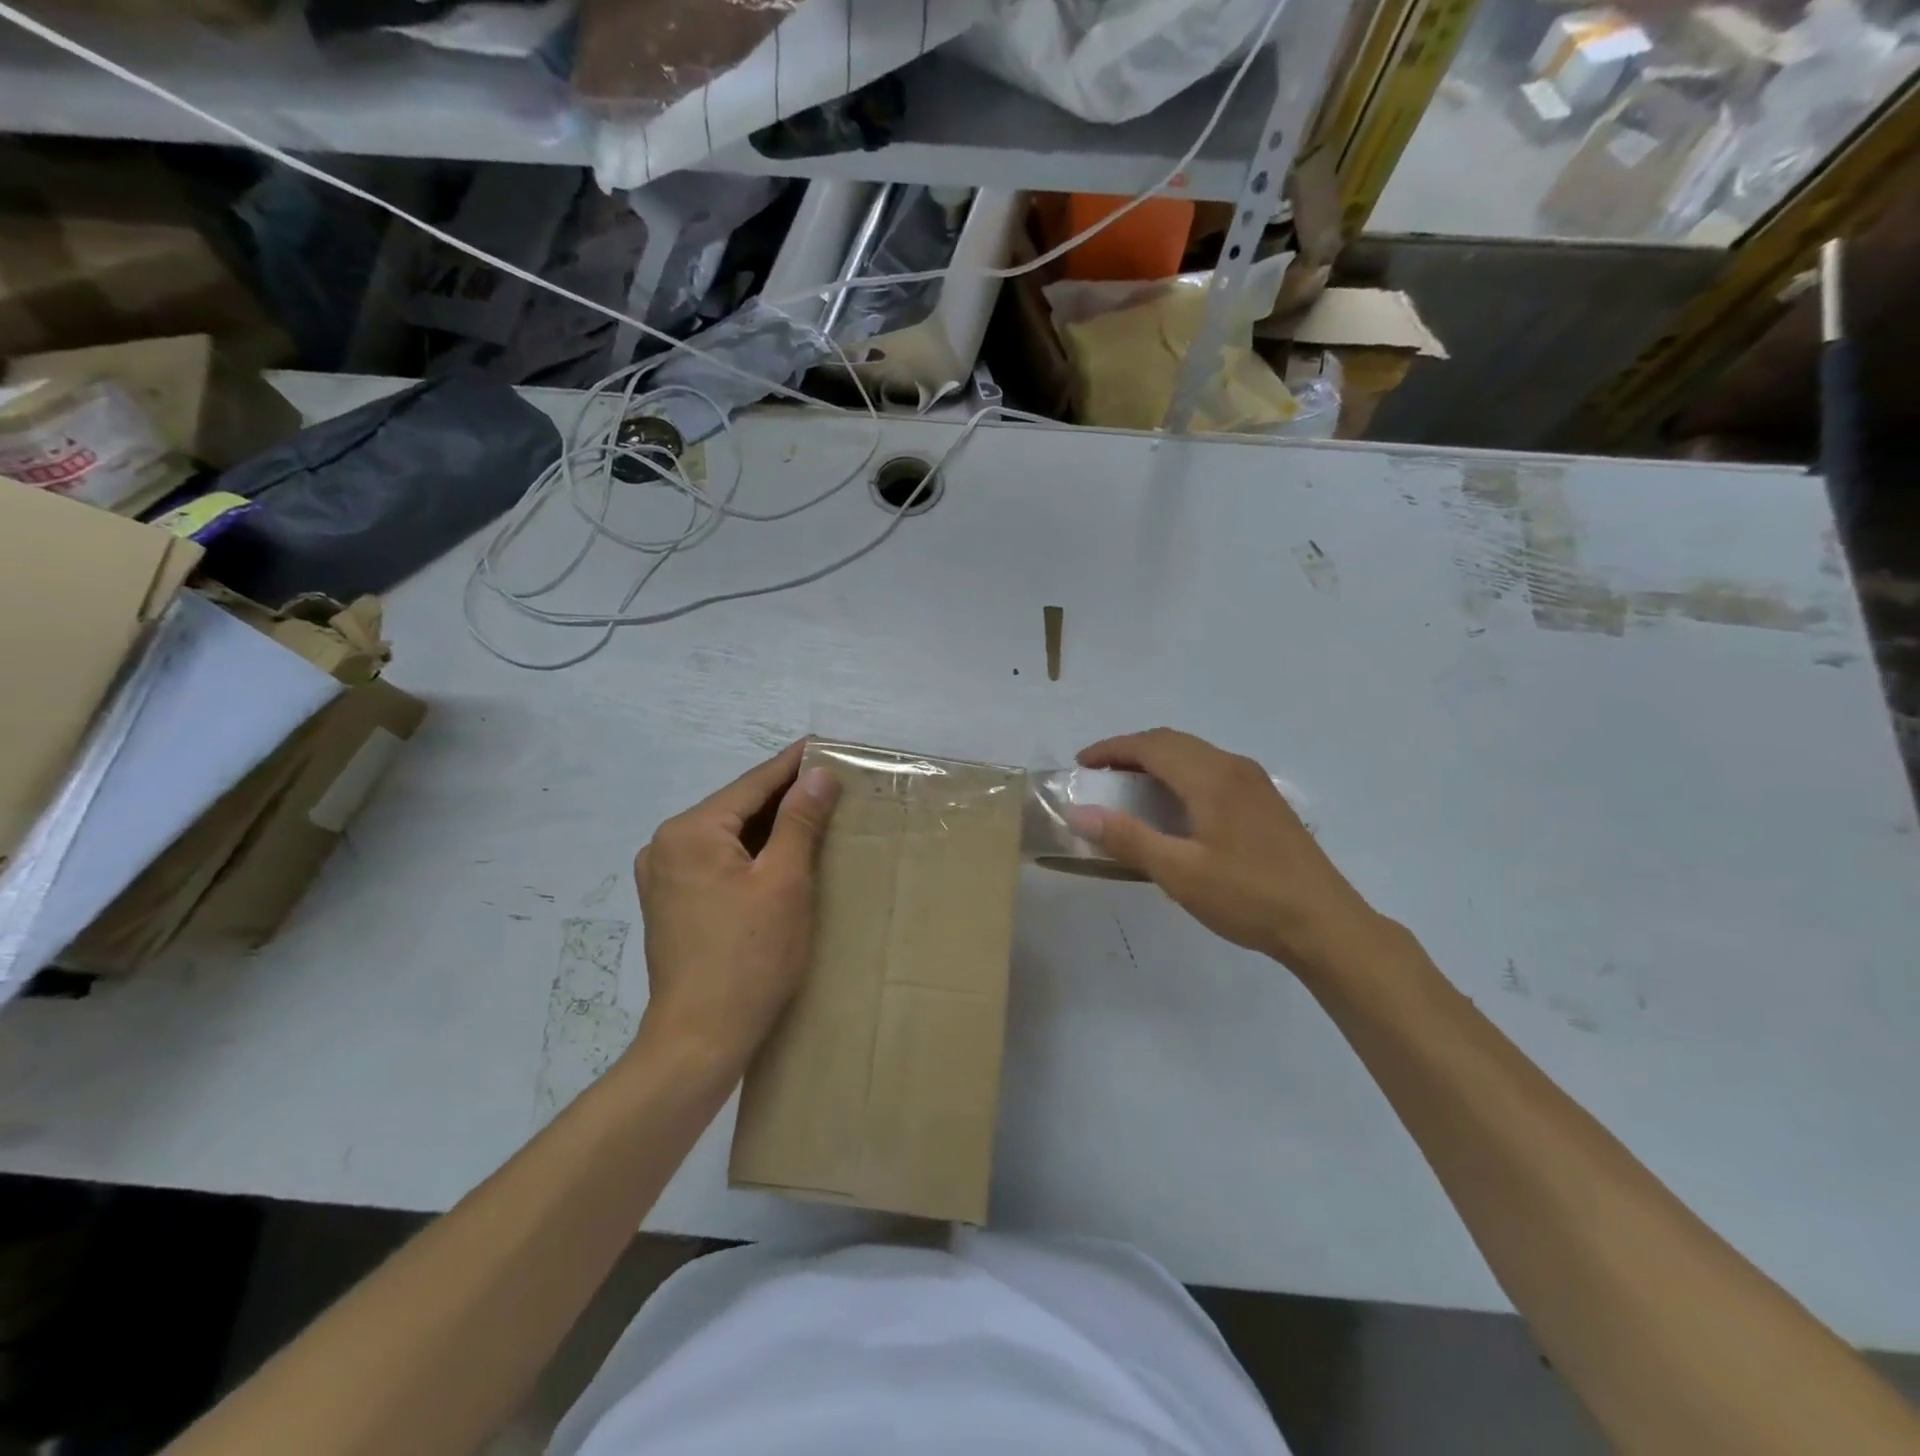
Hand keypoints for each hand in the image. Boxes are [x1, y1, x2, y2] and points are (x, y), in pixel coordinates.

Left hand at [632, 742, 840, 1069]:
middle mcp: (666, 845)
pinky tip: (781, 855)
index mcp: (690, 832)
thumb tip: (817, 774)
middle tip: (831, 782)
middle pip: (737, 809)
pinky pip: (718, 861)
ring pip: (729, 836)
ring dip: (770, 826)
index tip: (825, 745)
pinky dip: (751, 853)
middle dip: (784, 797)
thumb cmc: (749, 957)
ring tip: (815, 813)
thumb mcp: (785, 882)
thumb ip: (800, 821)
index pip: (753, 785)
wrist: (700, 1039)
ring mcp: (663, 876)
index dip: (793, 765)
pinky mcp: (671, 903)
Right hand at [1068, 728, 1383, 977]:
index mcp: (1211, 778)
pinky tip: (1174, 805)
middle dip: (1130, 751)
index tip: (1081, 765)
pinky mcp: (1264, 800)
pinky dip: (1180, 773)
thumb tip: (1079, 813)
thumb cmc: (1248, 897)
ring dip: (1156, 760)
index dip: (1111, 749)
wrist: (1324, 924)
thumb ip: (1128, 838)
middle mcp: (1233, 767)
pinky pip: (1211, 768)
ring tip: (1129, 787)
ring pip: (1194, 753)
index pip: (1151, 746)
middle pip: (1172, 742)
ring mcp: (1254, 782)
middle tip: (1100, 776)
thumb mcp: (1180, 873)